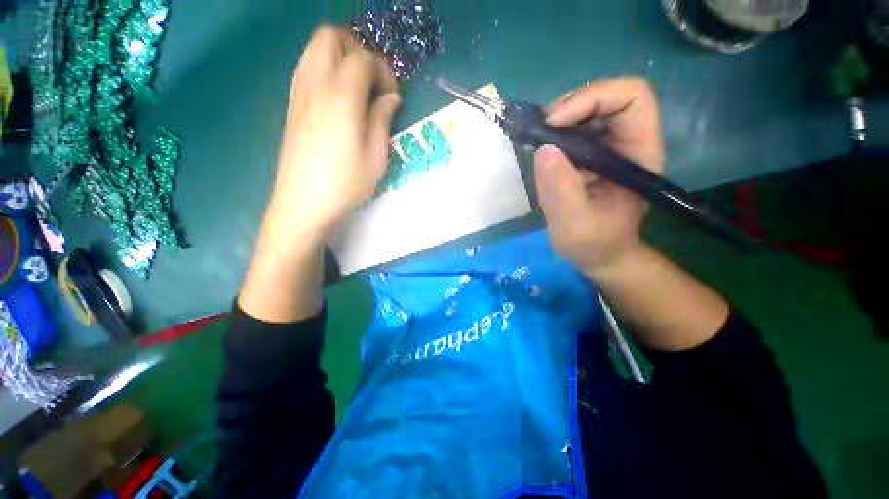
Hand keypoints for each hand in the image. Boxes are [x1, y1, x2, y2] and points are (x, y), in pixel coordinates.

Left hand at [264, 27, 399, 246]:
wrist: (303, 203)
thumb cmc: (345, 184)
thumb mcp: (376, 157)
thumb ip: (383, 120)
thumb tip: (390, 98)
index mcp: (341, 98)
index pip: (362, 58)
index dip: (383, 71)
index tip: (392, 96)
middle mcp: (315, 85)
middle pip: (330, 37)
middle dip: (357, 50)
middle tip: (372, 82)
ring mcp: (298, 93)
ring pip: (314, 49)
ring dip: (340, 58)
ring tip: (357, 90)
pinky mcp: (291, 105)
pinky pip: (306, 69)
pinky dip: (325, 71)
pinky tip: (339, 101)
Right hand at [533, 78, 663, 277]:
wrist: (599, 253)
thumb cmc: (593, 243)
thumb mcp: (574, 224)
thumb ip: (561, 191)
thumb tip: (543, 149)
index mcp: (639, 154)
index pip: (632, 99)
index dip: (593, 98)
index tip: (555, 123)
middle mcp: (628, 142)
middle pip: (608, 97)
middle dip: (571, 105)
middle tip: (540, 130)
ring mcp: (609, 147)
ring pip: (589, 110)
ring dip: (560, 117)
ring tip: (537, 138)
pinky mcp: (591, 155)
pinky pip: (575, 129)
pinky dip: (555, 131)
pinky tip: (541, 147)